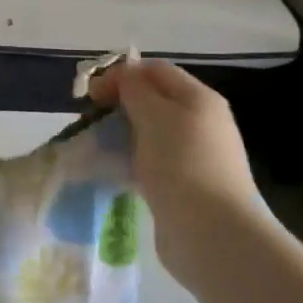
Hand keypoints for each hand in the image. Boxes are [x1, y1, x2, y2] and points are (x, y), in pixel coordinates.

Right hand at [88, 60, 265, 279]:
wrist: (211, 232)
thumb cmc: (180, 163)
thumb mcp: (153, 114)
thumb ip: (134, 89)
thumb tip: (124, 76)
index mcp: (199, 98)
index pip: (155, 70)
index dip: (121, 75)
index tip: (91, 95)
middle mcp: (202, 122)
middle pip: (154, 101)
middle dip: (119, 105)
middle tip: (91, 121)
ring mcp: (195, 156)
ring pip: (150, 133)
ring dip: (122, 135)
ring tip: (98, 147)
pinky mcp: (185, 185)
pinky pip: (152, 162)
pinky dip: (131, 161)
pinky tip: (114, 172)